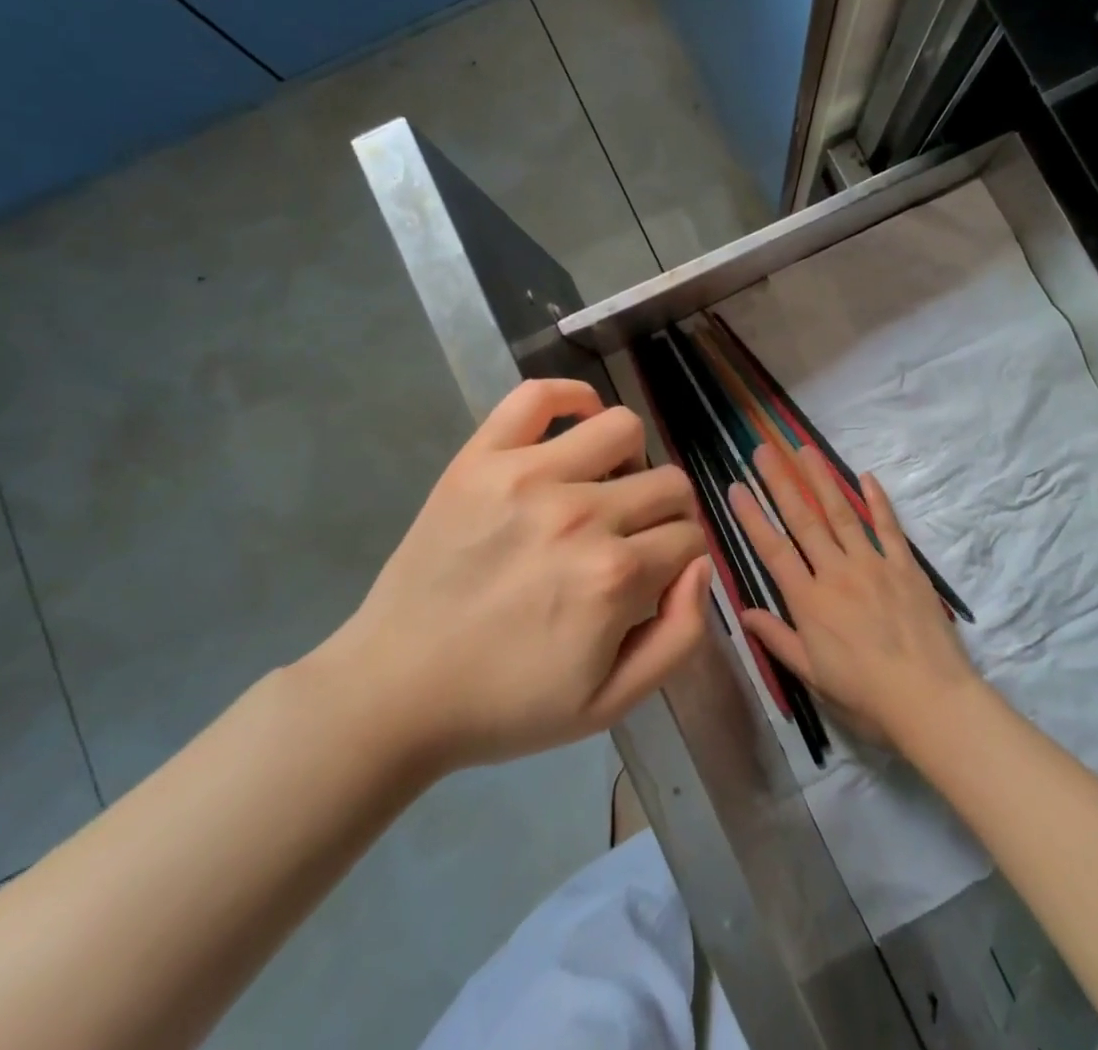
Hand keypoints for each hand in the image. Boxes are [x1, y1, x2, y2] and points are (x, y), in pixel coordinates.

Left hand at [316, 378, 710, 770]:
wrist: (396, 691)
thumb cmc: (507, 703)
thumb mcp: (612, 702)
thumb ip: (680, 635)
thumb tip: (702, 563)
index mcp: (614, 576)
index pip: (689, 537)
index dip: (681, 558)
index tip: (656, 575)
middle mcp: (581, 514)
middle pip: (669, 483)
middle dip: (666, 514)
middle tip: (632, 539)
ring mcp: (527, 475)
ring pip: (623, 428)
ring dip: (630, 461)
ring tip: (602, 489)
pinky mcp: (481, 457)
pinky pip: (539, 394)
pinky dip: (572, 398)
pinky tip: (575, 426)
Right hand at [729, 443, 978, 748]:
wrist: (930, 700)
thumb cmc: (866, 696)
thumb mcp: (812, 675)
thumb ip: (778, 638)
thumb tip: (743, 612)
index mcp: (809, 601)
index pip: (773, 550)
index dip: (752, 517)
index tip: (736, 487)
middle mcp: (836, 572)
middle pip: (803, 520)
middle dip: (780, 482)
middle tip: (764, 449)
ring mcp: (872, 564)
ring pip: (841, 513)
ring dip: (821, 479)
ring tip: (805, 449)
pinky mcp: (905, 565)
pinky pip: (888, 526)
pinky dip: (877, 500)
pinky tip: (865, 476)